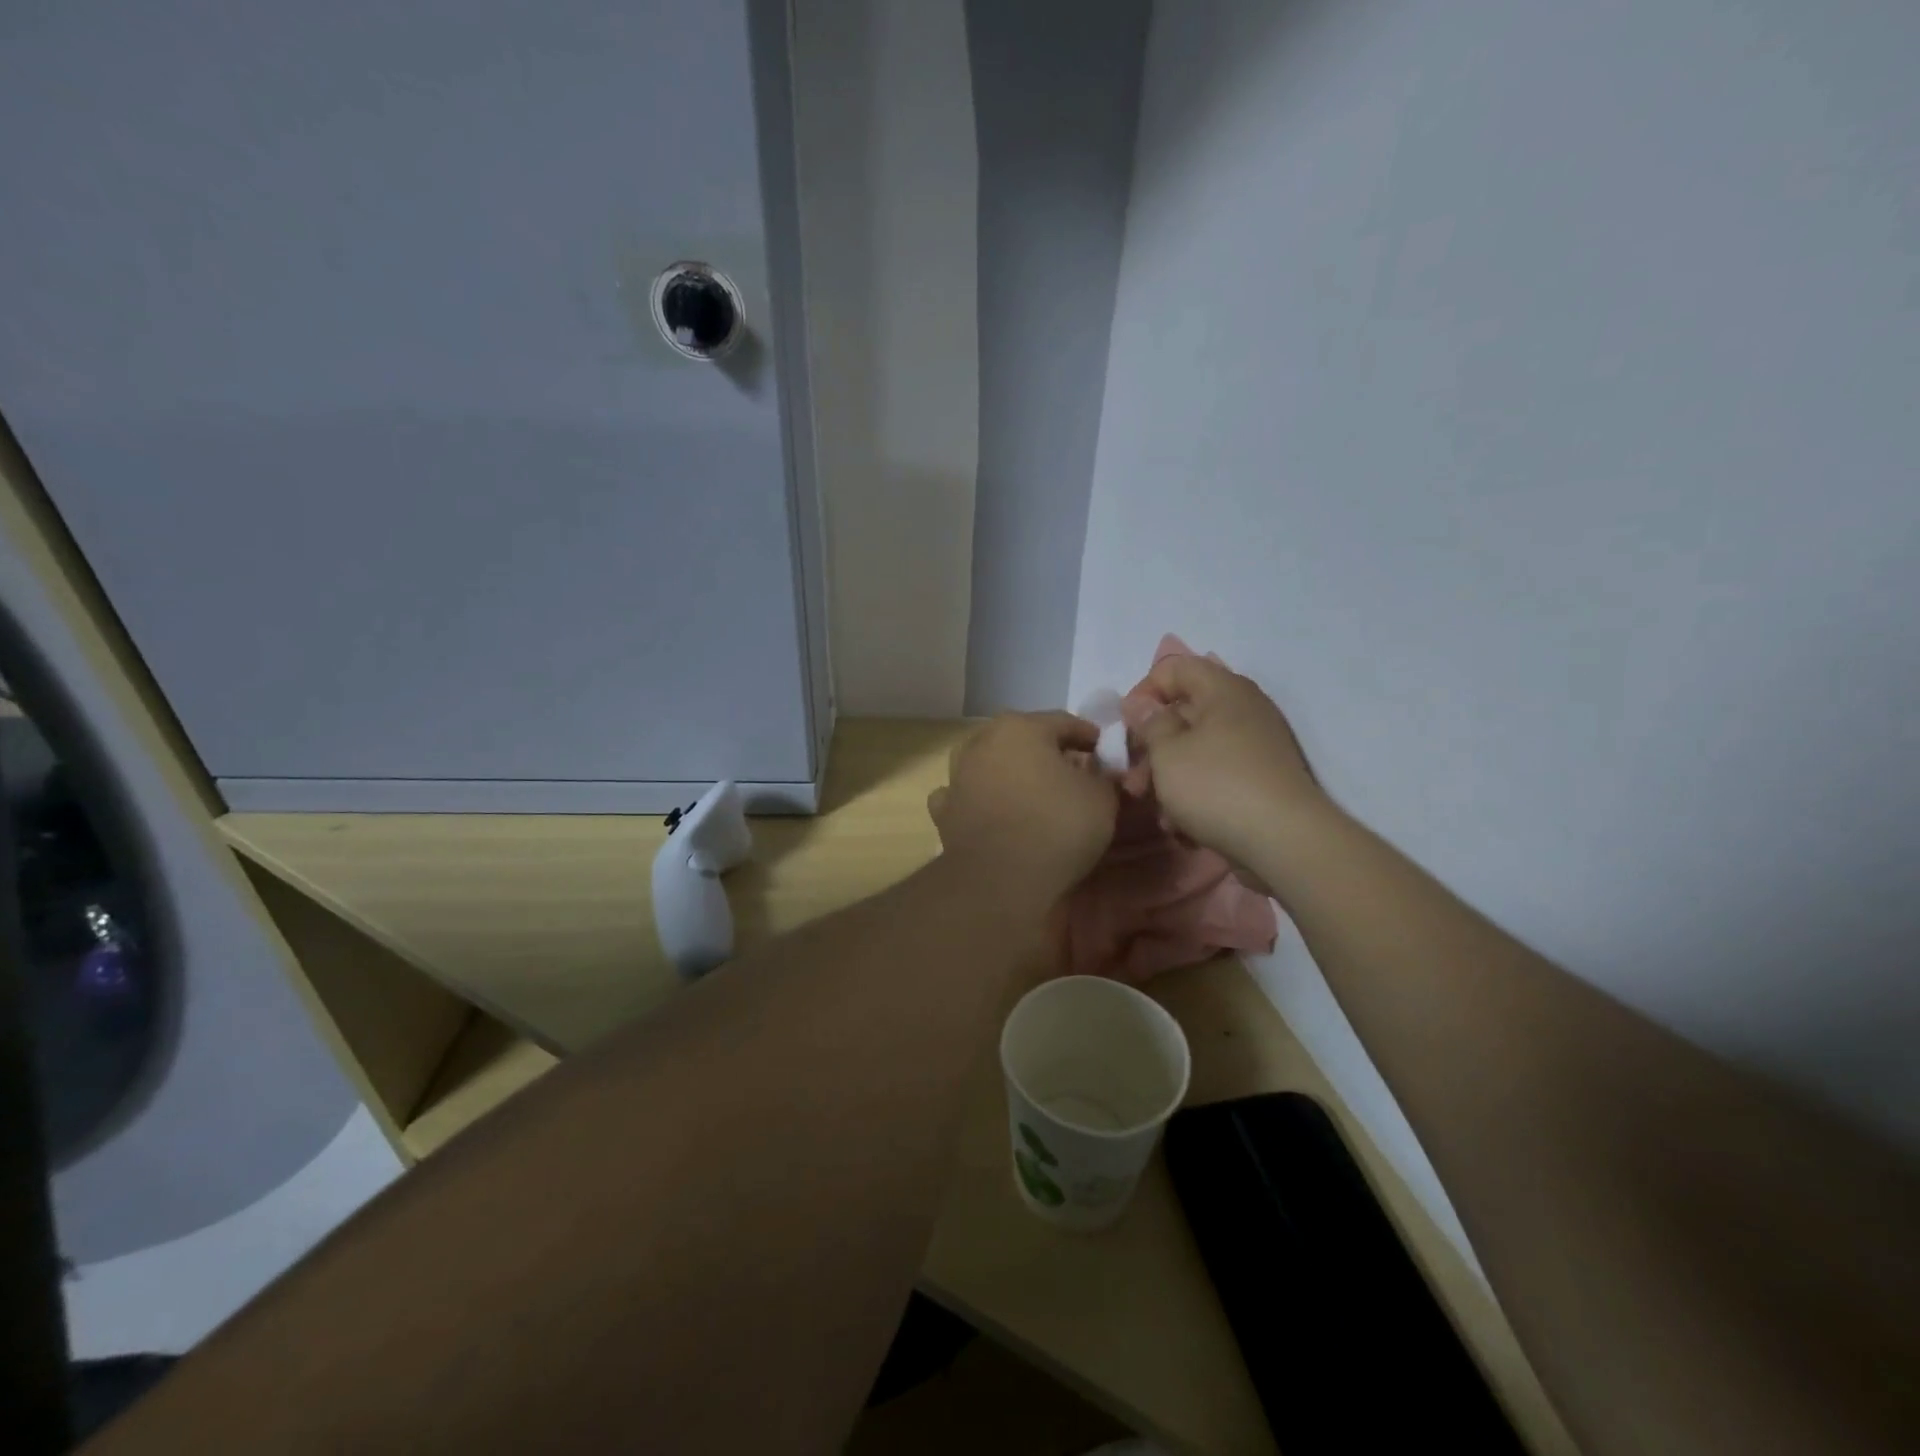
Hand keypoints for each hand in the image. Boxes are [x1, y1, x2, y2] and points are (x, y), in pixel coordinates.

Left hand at [927, 712, 1117, 910]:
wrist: (1000, 880)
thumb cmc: (1057, 827)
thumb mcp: (1102, 798)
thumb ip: (1103, 776)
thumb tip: (1098, 773)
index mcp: (1021, 728)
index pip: (1064, 722)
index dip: (1089, 736)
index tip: (1105, 752)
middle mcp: (982, 742)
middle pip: (1022, 739)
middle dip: (1046, 752)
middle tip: (1071, 772)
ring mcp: (957, 776)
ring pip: (989, 763)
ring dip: (1008, 772)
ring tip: (1031, 792)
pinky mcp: (944, 811)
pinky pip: (966, 795)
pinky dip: (979, 799)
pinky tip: (991, 812)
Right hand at [1133, 655, 1332, 869]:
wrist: (1286, 842)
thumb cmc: (1216, 786)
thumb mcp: (1167, 753)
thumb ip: (1149, 723)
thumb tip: (1141, 703)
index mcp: (1223, 689)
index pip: (1174, 668)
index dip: (1143, 692)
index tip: (1126, 727)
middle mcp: (1244, 709)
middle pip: (1184, 713)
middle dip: (1152, 746)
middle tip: (1133, 781)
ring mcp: (1257, 746)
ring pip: (1198, 749)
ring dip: (1169, 776)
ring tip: (1157, 811)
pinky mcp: (1262, 780)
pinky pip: (1218, 775)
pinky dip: (1196, 793)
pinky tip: (1182, 825)